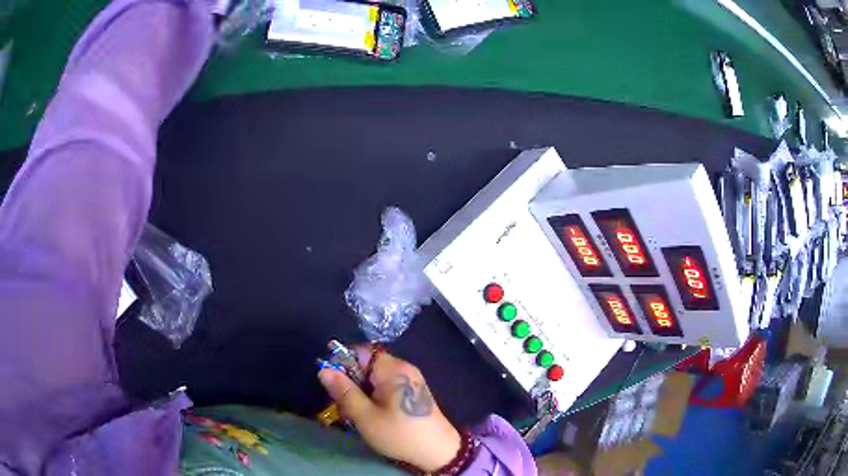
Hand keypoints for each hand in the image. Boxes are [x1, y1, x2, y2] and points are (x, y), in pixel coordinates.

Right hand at [318, 346, 460, 471]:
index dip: (343, 364)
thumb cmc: (400, 434)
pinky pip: (387, 386)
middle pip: (367, 365)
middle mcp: (404, 368)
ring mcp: (411, 380)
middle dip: (351, 382)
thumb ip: (344, 392)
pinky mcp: (414, 393)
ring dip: (362, 392)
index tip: (333, 385)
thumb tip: (323, 370)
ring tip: (356, 413)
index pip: (360, 351)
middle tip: (343, 405)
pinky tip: (372, 415)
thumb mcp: (366, 416)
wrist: (438, 452)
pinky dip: (375, 397)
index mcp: (393, 369)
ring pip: (375, 378)